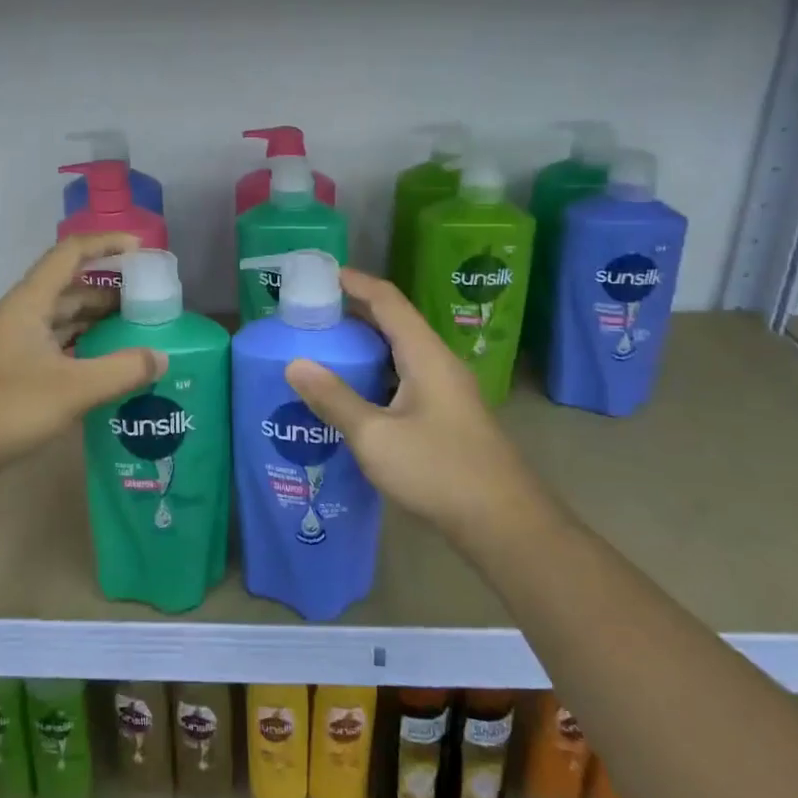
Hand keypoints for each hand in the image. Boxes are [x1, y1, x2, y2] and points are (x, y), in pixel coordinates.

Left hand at [0, 233, 166, 483]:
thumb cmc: (8, 408)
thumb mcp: (73, 389)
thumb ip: (122, 371)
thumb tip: (161, 357)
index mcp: (29, 303)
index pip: (70, 254)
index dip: (106, 244)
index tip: (141, 249)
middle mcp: (19, 315)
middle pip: (68, 288)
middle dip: (108, 289)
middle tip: (147, 301)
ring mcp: (12, 343)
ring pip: (60, 319)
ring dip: (95, 320)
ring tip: (133, 330)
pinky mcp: (11, 370)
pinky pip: (54, 345)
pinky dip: (81, 346)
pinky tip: (103, 364)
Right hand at [285, 268, 533, 545]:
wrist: (504, 524)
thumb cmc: (438, 470)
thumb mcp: (375, 436)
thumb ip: (334, 399)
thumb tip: (294, 363)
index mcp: (425, 355)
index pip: (388, 300)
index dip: (354, 282)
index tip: (318, 274)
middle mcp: (438, 363)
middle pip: (394, 322)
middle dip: (353, 311)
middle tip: (310, 312)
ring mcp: (445, 390)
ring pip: (399, 352)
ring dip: (364, 344)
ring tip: (323, 347)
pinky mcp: (445, 415)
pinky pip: (404, 377)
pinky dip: (375, 372)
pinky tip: (352, 393)